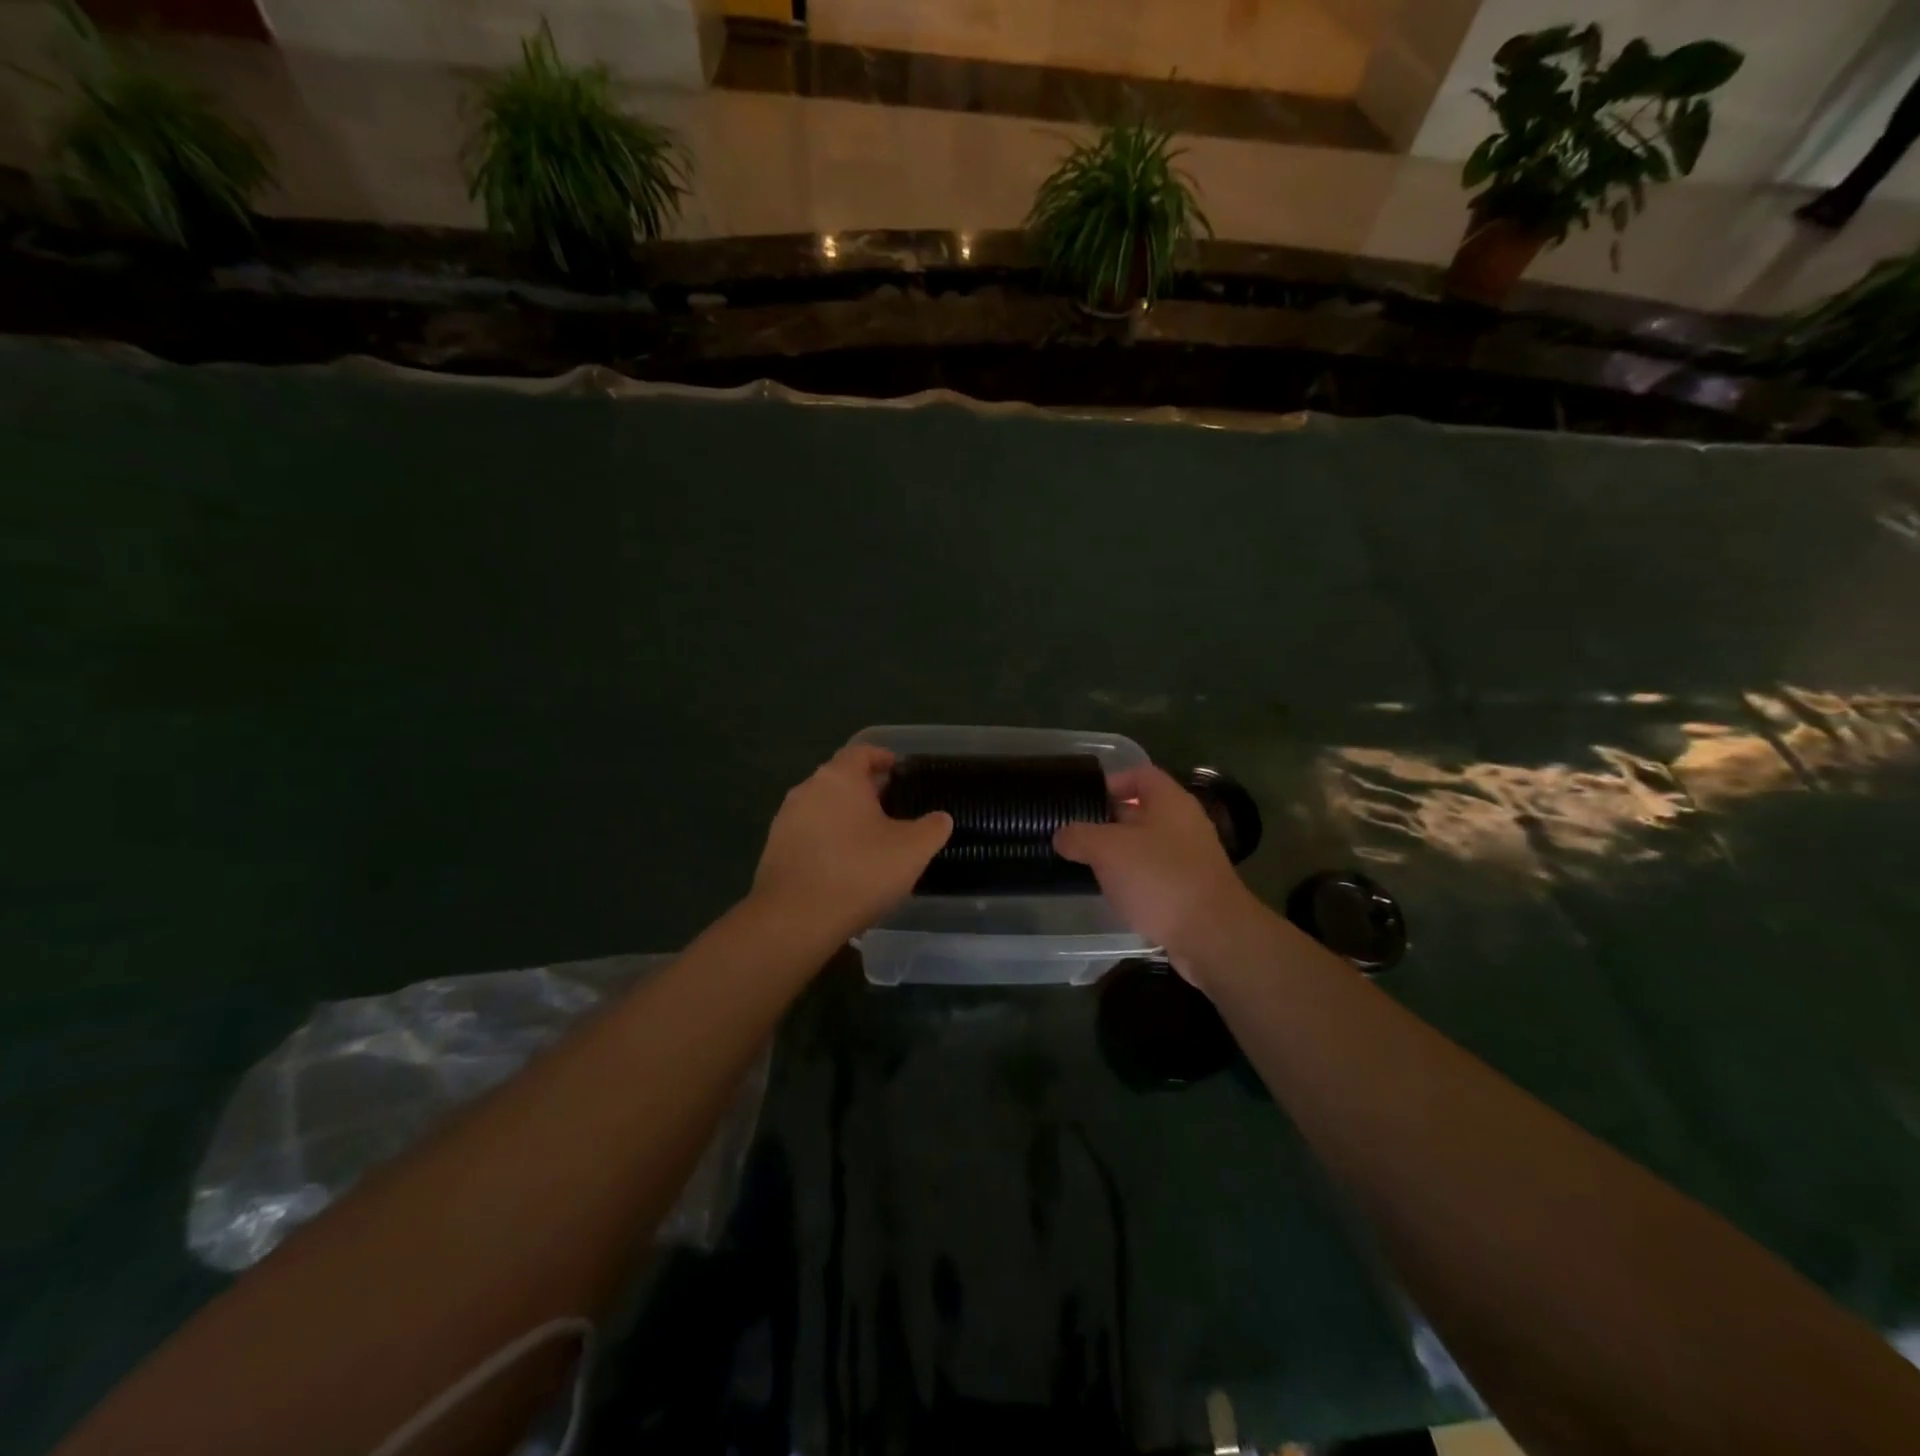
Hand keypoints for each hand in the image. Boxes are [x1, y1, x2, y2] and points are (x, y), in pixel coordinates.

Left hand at [751, 744, 951, 941]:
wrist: (794, 919)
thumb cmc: (859, 873)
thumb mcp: (912, 850)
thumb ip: (933, 828)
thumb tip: (940, 818)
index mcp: (839, 778)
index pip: (862, 752)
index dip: (883, 758)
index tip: (900, 771)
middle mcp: (807, 789)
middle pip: (841, 779)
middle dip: (866, 790)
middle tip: (894, 809)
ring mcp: (786, 819)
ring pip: (823, 807)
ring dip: (846, 817)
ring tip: (871, 840)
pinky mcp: (775, 849)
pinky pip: (809, 834)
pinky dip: (828, 840)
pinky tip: (845, 865)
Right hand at [1054, 765, 1261, 976]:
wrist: (1213, 937)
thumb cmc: (1160, 879)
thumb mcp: (1108, 850)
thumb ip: (1079, 836)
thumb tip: (1061, 835)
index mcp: (1170, 802)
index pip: (1140, 774)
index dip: (1111, 781)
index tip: (1083, 800)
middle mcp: (1184, 824)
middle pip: (1141, 811)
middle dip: (1107, 821)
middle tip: (1074, 834)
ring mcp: (1190, 859)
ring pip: (1145, 845)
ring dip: (1118, 854)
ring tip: (1085, 864)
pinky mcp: (1189, 890)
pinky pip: (1154, 874)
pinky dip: (1133, 879)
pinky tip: (1112, 893)